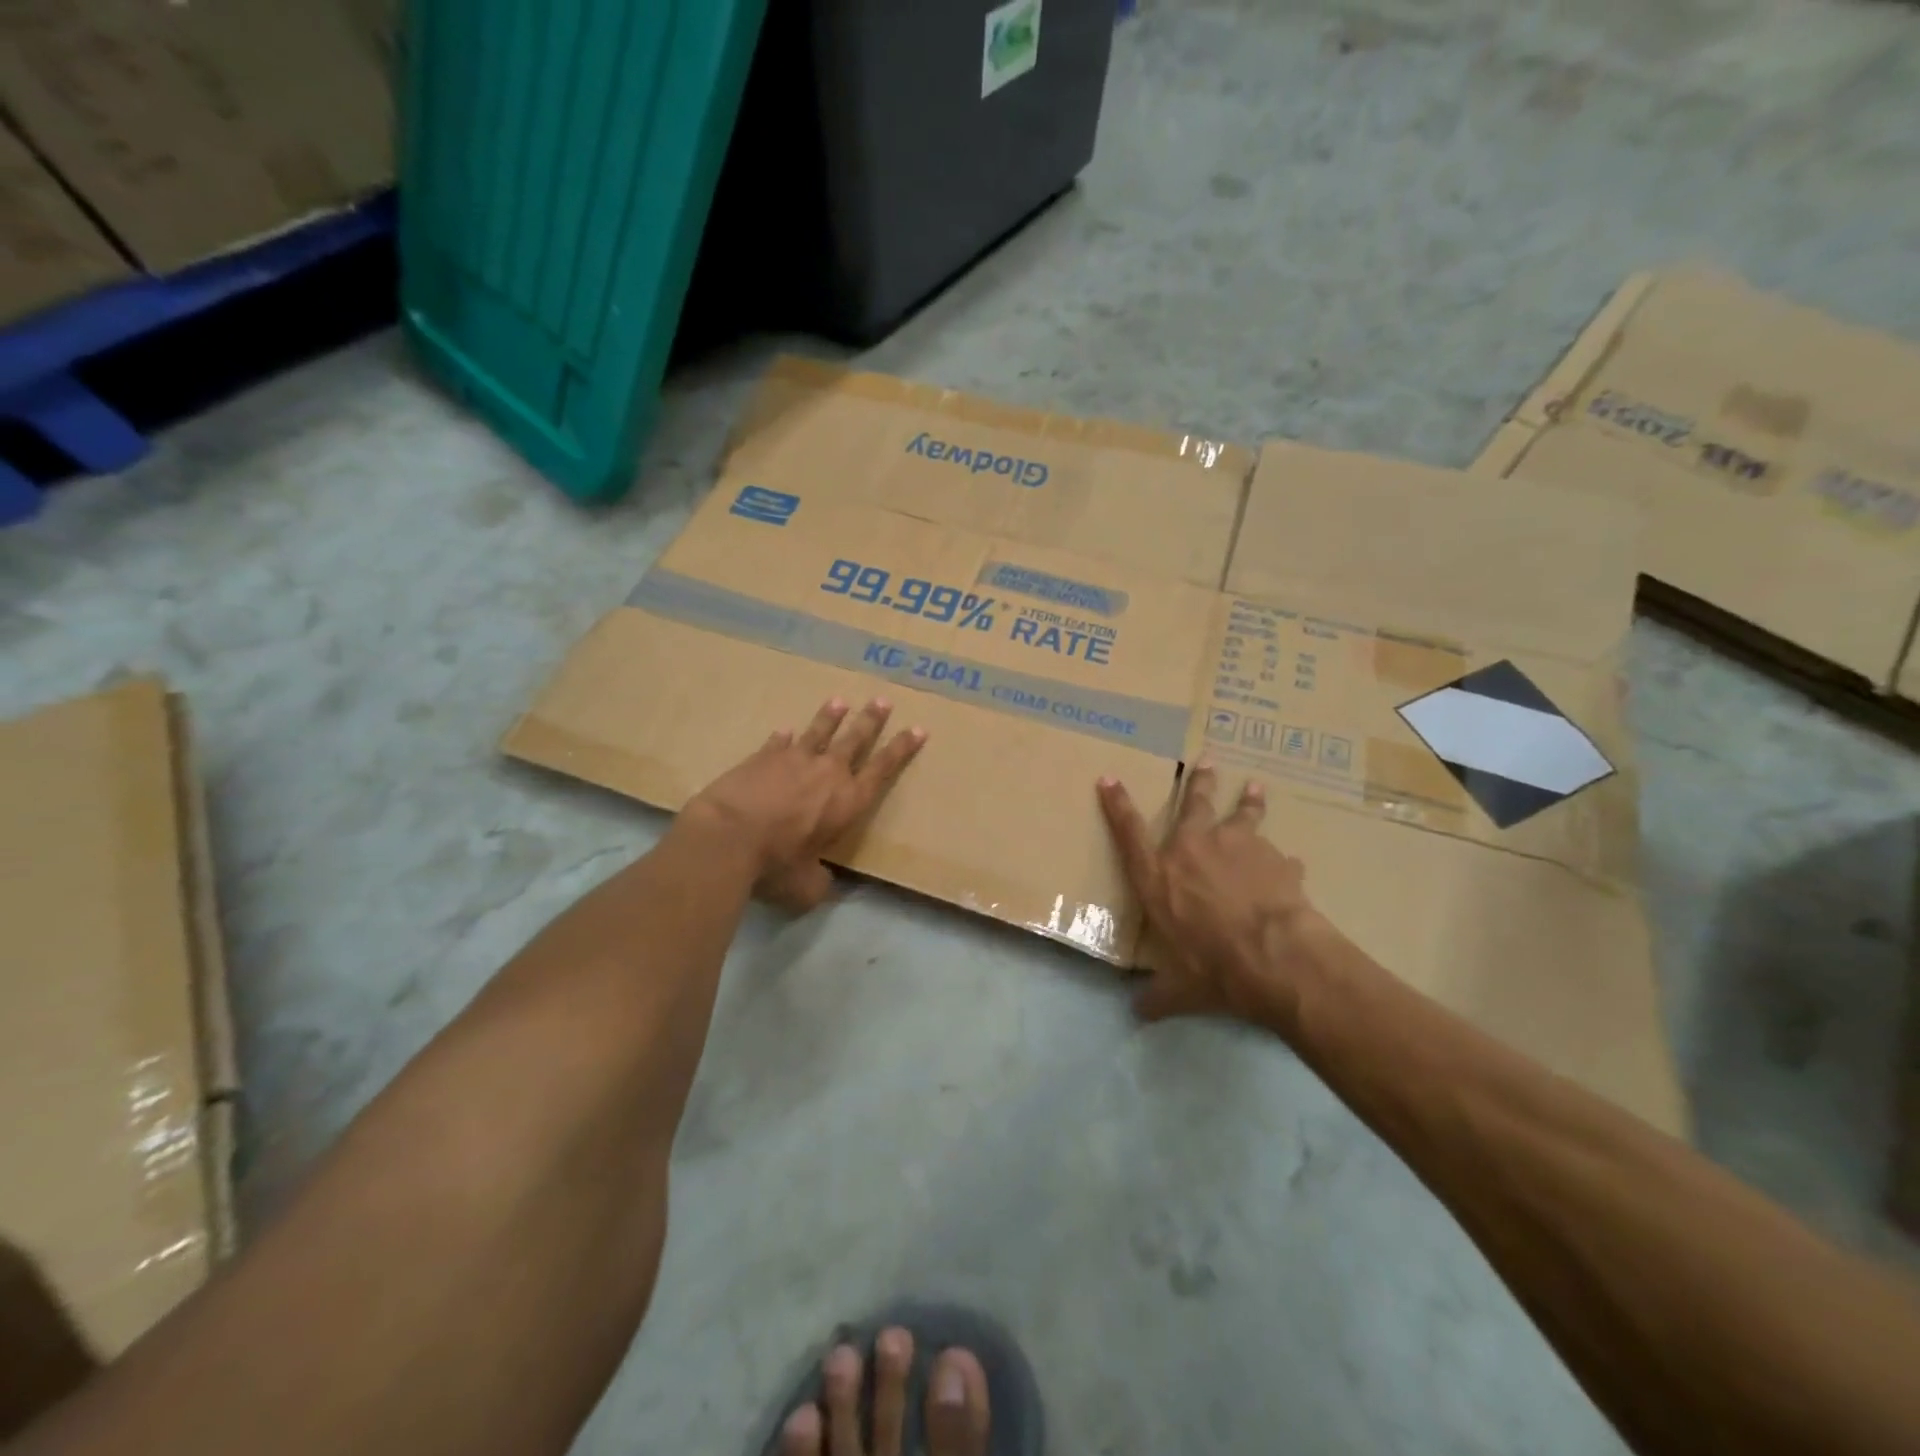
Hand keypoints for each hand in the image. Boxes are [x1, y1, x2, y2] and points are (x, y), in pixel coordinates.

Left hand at [685, 697, 926, 911]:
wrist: (727, 837)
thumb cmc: (775, 865)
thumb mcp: (806, 887)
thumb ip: (820, 880)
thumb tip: (821, 881)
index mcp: (849, 801)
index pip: (883, 769)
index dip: (902, 749)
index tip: (918, 729)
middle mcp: (828, 773)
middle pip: (856, 739)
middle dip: (872, 720)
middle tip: (883, 700)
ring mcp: (794, 760)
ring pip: (819, 732)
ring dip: (830, 717)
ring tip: (839, 702)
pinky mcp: (762, 758)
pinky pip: (778, 743)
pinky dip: (783, 738)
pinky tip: (785, 730)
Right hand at [1097, 762, 1326, 1024]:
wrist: (1274, 956)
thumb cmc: (1213, 966)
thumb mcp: (1180, 989)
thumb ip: (1158, 996)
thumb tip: (1139, 1014)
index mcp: (1160, 875)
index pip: (1129, 832)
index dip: (1116, 804)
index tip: (1109, 778)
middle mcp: (1194, 849)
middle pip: (1193, 804)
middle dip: (1198, 781)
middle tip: (1205, 760)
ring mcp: (1238, 847)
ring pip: (1242, 814)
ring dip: (1248, 800)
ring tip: (1255, 786)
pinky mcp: (1276, 859)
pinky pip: (1279, 855)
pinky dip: (1283, 859)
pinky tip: (1292, 864)